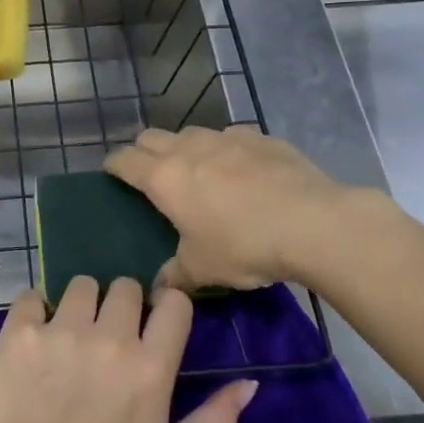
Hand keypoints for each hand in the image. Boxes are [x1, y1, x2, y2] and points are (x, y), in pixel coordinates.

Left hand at [0, 278, 256, 422]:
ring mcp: (61, 331)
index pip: (175, 302)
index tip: (154, 325)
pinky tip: (35, 340)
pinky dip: (36, 312)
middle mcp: (109, 338)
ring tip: (70, 337)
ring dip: (81, 305)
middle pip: (126, 286)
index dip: (166, 308)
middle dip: (122, 306)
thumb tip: (249, 383)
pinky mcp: (20, 331)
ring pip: (82, 284)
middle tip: (108, 337)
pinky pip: (33, 295)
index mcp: (150, 368)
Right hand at [105, 124, 399, 293]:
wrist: (312, 222)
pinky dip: (226, 150)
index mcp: (164, 178)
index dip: (114, 164)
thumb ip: (175, 275)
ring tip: (197, 171)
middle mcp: (189, 149)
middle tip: (150, 174)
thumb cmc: (244, 245)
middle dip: (144, 151)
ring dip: (185, 147)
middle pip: (152, 137)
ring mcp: (226, 137)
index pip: (125, 160)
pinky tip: (242, 170)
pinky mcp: (260, 137)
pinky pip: (231, 137)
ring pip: (191, 132)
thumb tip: (158, 290)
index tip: (111, 171)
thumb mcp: (204, 269)